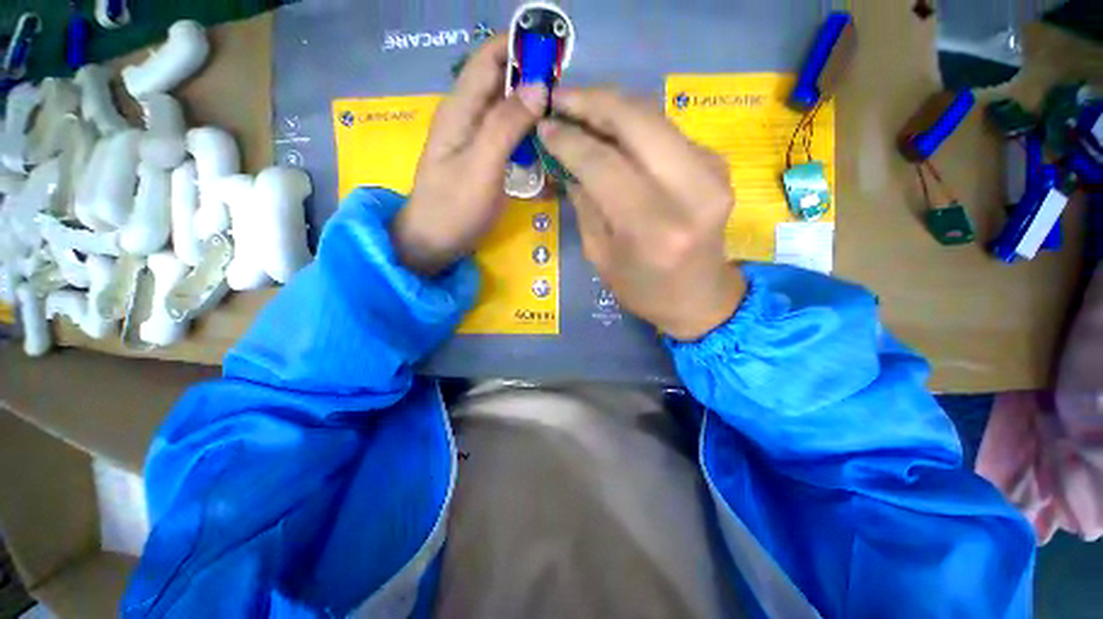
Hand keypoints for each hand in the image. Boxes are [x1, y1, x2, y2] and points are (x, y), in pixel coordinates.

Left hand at [392, 35, 546, 275]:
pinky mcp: (483, 159)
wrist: (434, 242)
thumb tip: (538, 86)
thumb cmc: (454, 208)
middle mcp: (467, 116)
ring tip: (563, 119)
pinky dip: (527, 133)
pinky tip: (544, 143)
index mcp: (460, 108)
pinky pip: (508, 135)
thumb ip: (506, 126)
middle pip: (501, 81)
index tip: (556, 55)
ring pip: (507, 109)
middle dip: (533, 80)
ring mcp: (475, 139)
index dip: (520, 47)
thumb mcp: (481, 167)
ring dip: (533, 108)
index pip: (489, 57)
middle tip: (568, 98)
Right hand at [539, 89, 745, 340]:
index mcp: (652, 227)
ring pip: (654, 116)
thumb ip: (585, 202)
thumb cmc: (643, 289)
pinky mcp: (718, 164)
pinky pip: (667, 131)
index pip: (603, 163)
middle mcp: (690, 191)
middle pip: (636, 120)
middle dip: (592, 101)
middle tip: (560, 98)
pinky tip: (613, 130)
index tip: (544, 125)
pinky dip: (635, 124)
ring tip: (580, 109)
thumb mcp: (600, 255)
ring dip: (613, 107)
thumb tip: (567, 156)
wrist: (700, 298)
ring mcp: (712, 172)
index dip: (569, 139)